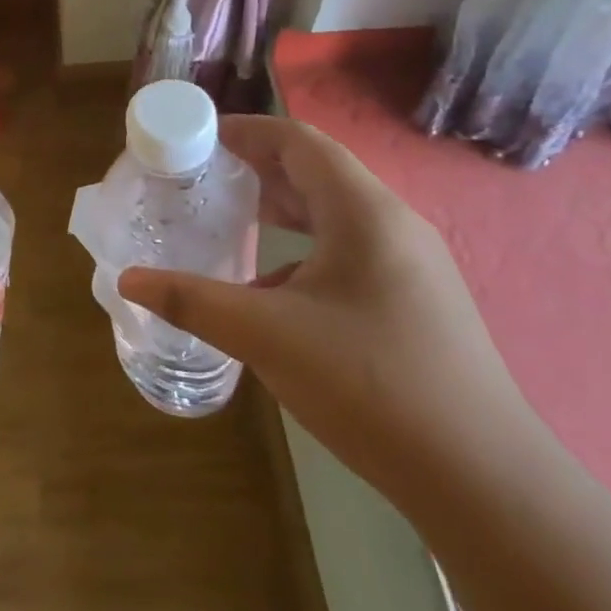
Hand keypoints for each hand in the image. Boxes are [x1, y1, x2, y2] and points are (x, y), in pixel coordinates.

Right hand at [118, 115, 534, 505]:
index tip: (198, 137)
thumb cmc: (371, 384)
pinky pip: (349, 252)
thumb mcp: (266, 336)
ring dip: (281, 208)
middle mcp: (393, 225)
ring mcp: (411, 265)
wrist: (482, 480)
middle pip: (317, 172)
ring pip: (334, 214)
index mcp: (364, 212)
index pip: (299, 141)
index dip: (246, 130)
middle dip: (257, 167)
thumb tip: (129, 279)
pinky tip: (271, 288)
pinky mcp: (416, 301)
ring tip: (230, 219)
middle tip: (202, 177)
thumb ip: (192, 301)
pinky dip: (303, 250)